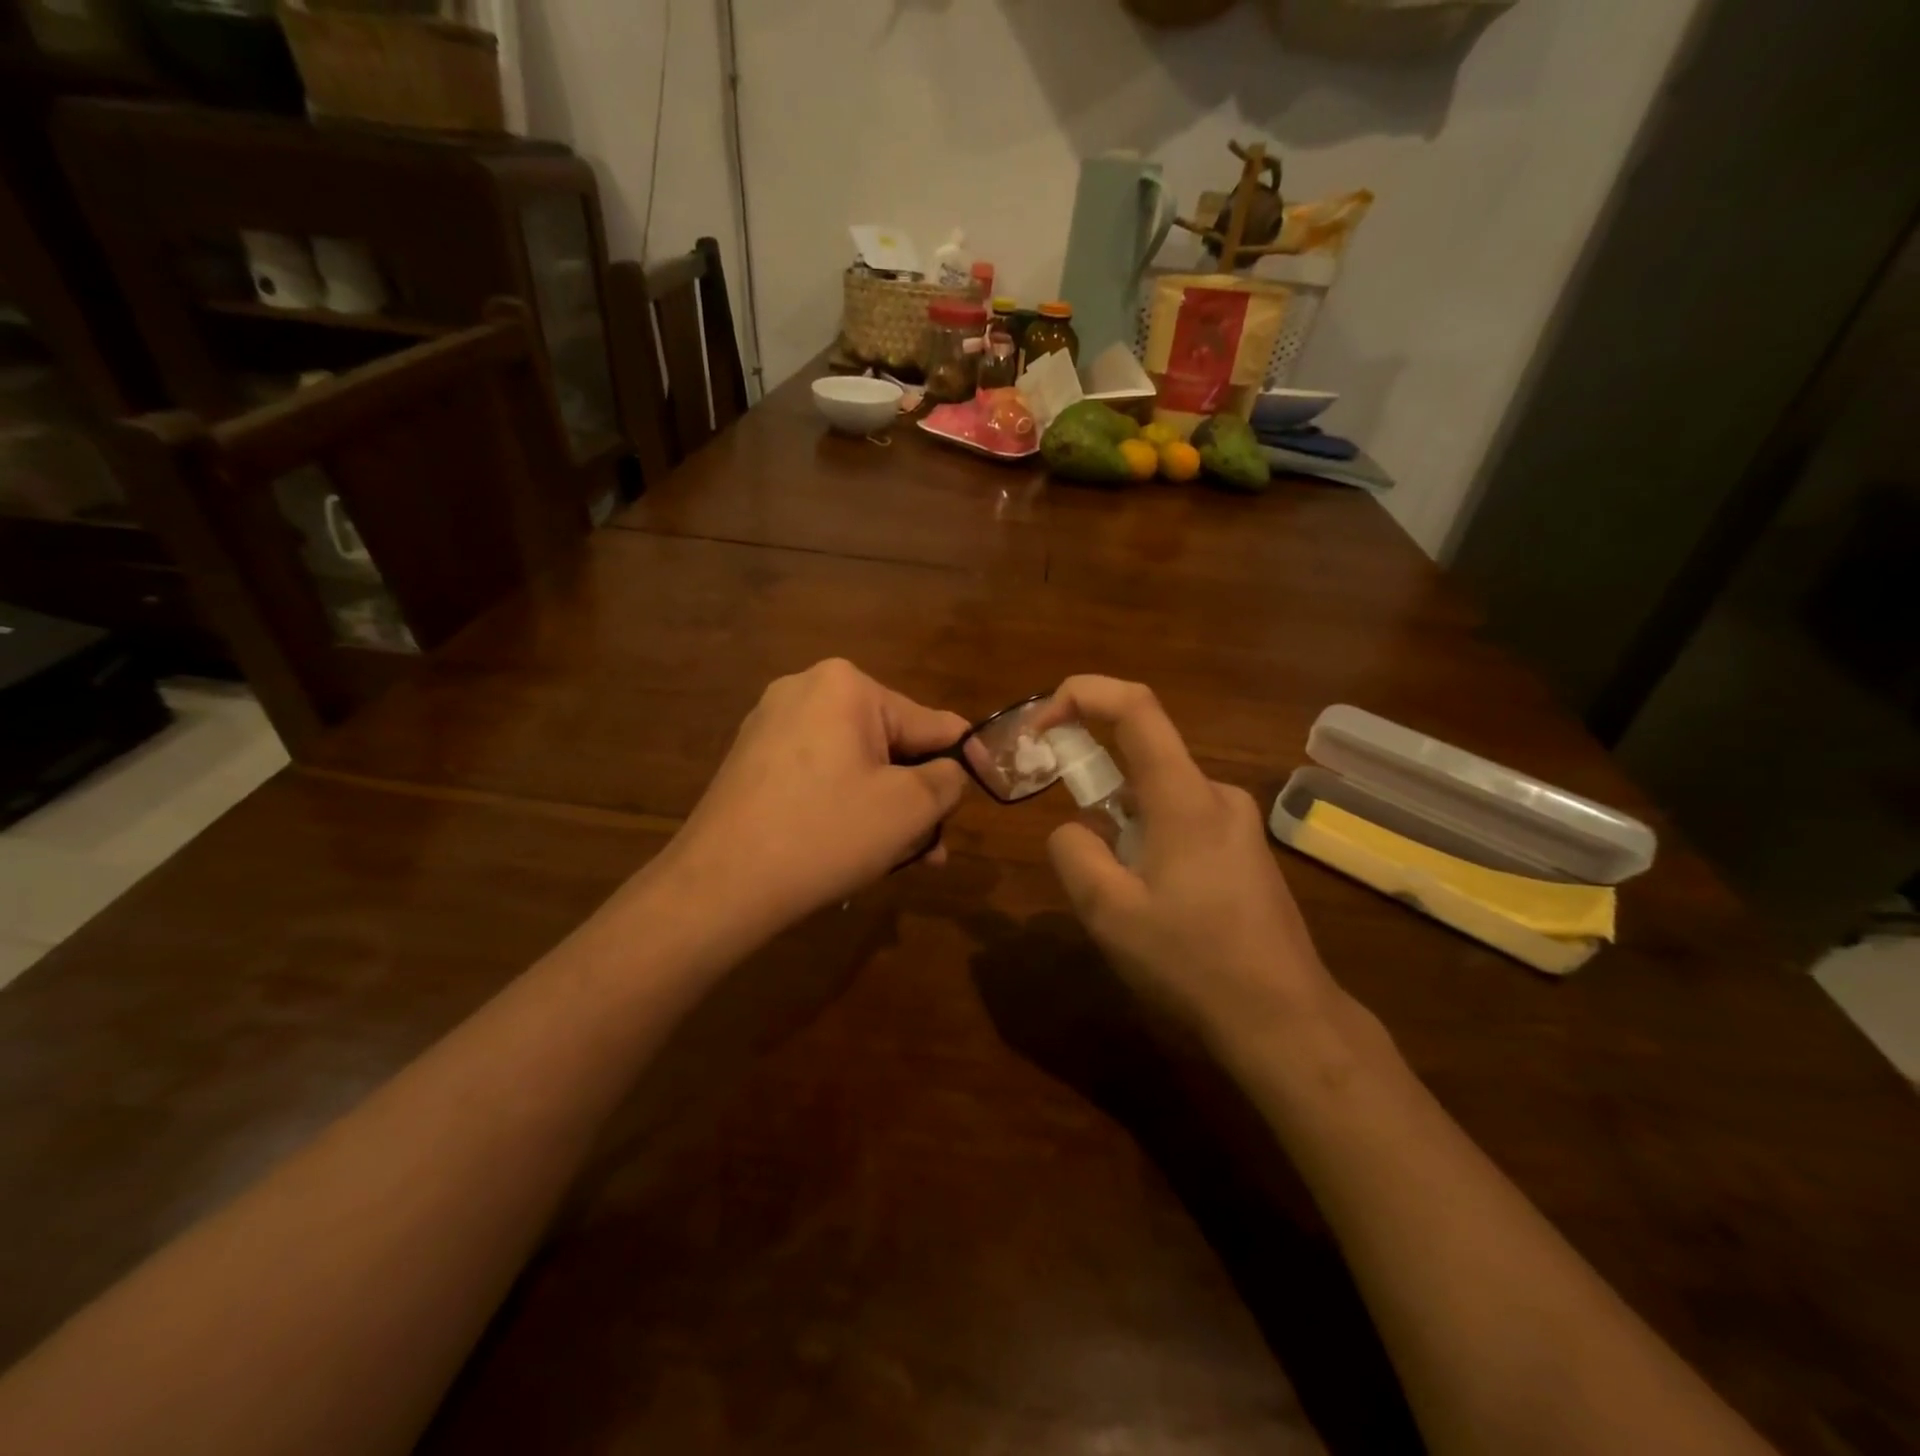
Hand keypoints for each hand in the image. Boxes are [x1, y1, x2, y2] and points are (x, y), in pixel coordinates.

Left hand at [664, 659, 969, 940]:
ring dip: (885, 806)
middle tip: (934, 847)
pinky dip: (845, 805)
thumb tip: (949, 771)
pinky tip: (855, 846)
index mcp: (846, 686)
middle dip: (917, 795)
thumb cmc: (825, 834)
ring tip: (902, 858)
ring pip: (855, 764)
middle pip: (890, 743)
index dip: (965, 758)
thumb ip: (947, 779)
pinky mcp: (752, 760)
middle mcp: (805, 690)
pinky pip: (820, 774)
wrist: (719, 885)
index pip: (930, 721)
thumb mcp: (908, 808)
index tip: (988, 786)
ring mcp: (771, 724)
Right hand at [1033, 676, 1343, 1054]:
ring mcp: (1238, 824)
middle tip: (1072, 841)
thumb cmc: (1193, 963)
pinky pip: (1183, 821)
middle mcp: (1216, 795)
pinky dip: (1149, 838)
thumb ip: (1074, 853)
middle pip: (1143, 756)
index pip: (1135, 707)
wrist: (1285, 1021)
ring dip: (1122, 823)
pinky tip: (1154, 902)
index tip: (1040, 726)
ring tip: (1117, 893)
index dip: (1081, 695)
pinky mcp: (1246, 852)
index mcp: (1184, 797)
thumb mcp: (1109, 913)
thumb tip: (1074, 829)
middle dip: (1094, 781)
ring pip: (1159, 796)